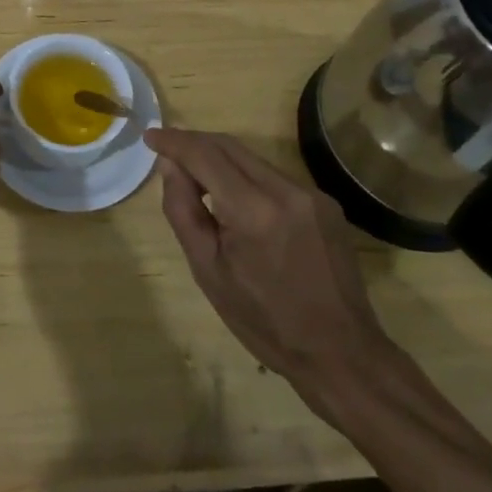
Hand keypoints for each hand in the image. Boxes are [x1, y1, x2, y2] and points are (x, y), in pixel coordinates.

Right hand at [148, 129, 394, 419]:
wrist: (341, 354)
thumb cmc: (265, 322)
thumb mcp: (208, 271)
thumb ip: (183, 211)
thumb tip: (169, 166)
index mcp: (253, 211)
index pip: (205, 155)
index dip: (174, 141)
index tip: (150, 136)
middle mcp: (285, 190)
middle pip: (229, 147)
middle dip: (194, 143)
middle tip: (166, 152)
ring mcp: (311, 194)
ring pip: (252, 159)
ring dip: (220, 160)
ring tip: (197, 180)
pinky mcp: (326, 203)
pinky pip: (274, 177)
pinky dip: (247, 178)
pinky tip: (237, 202)